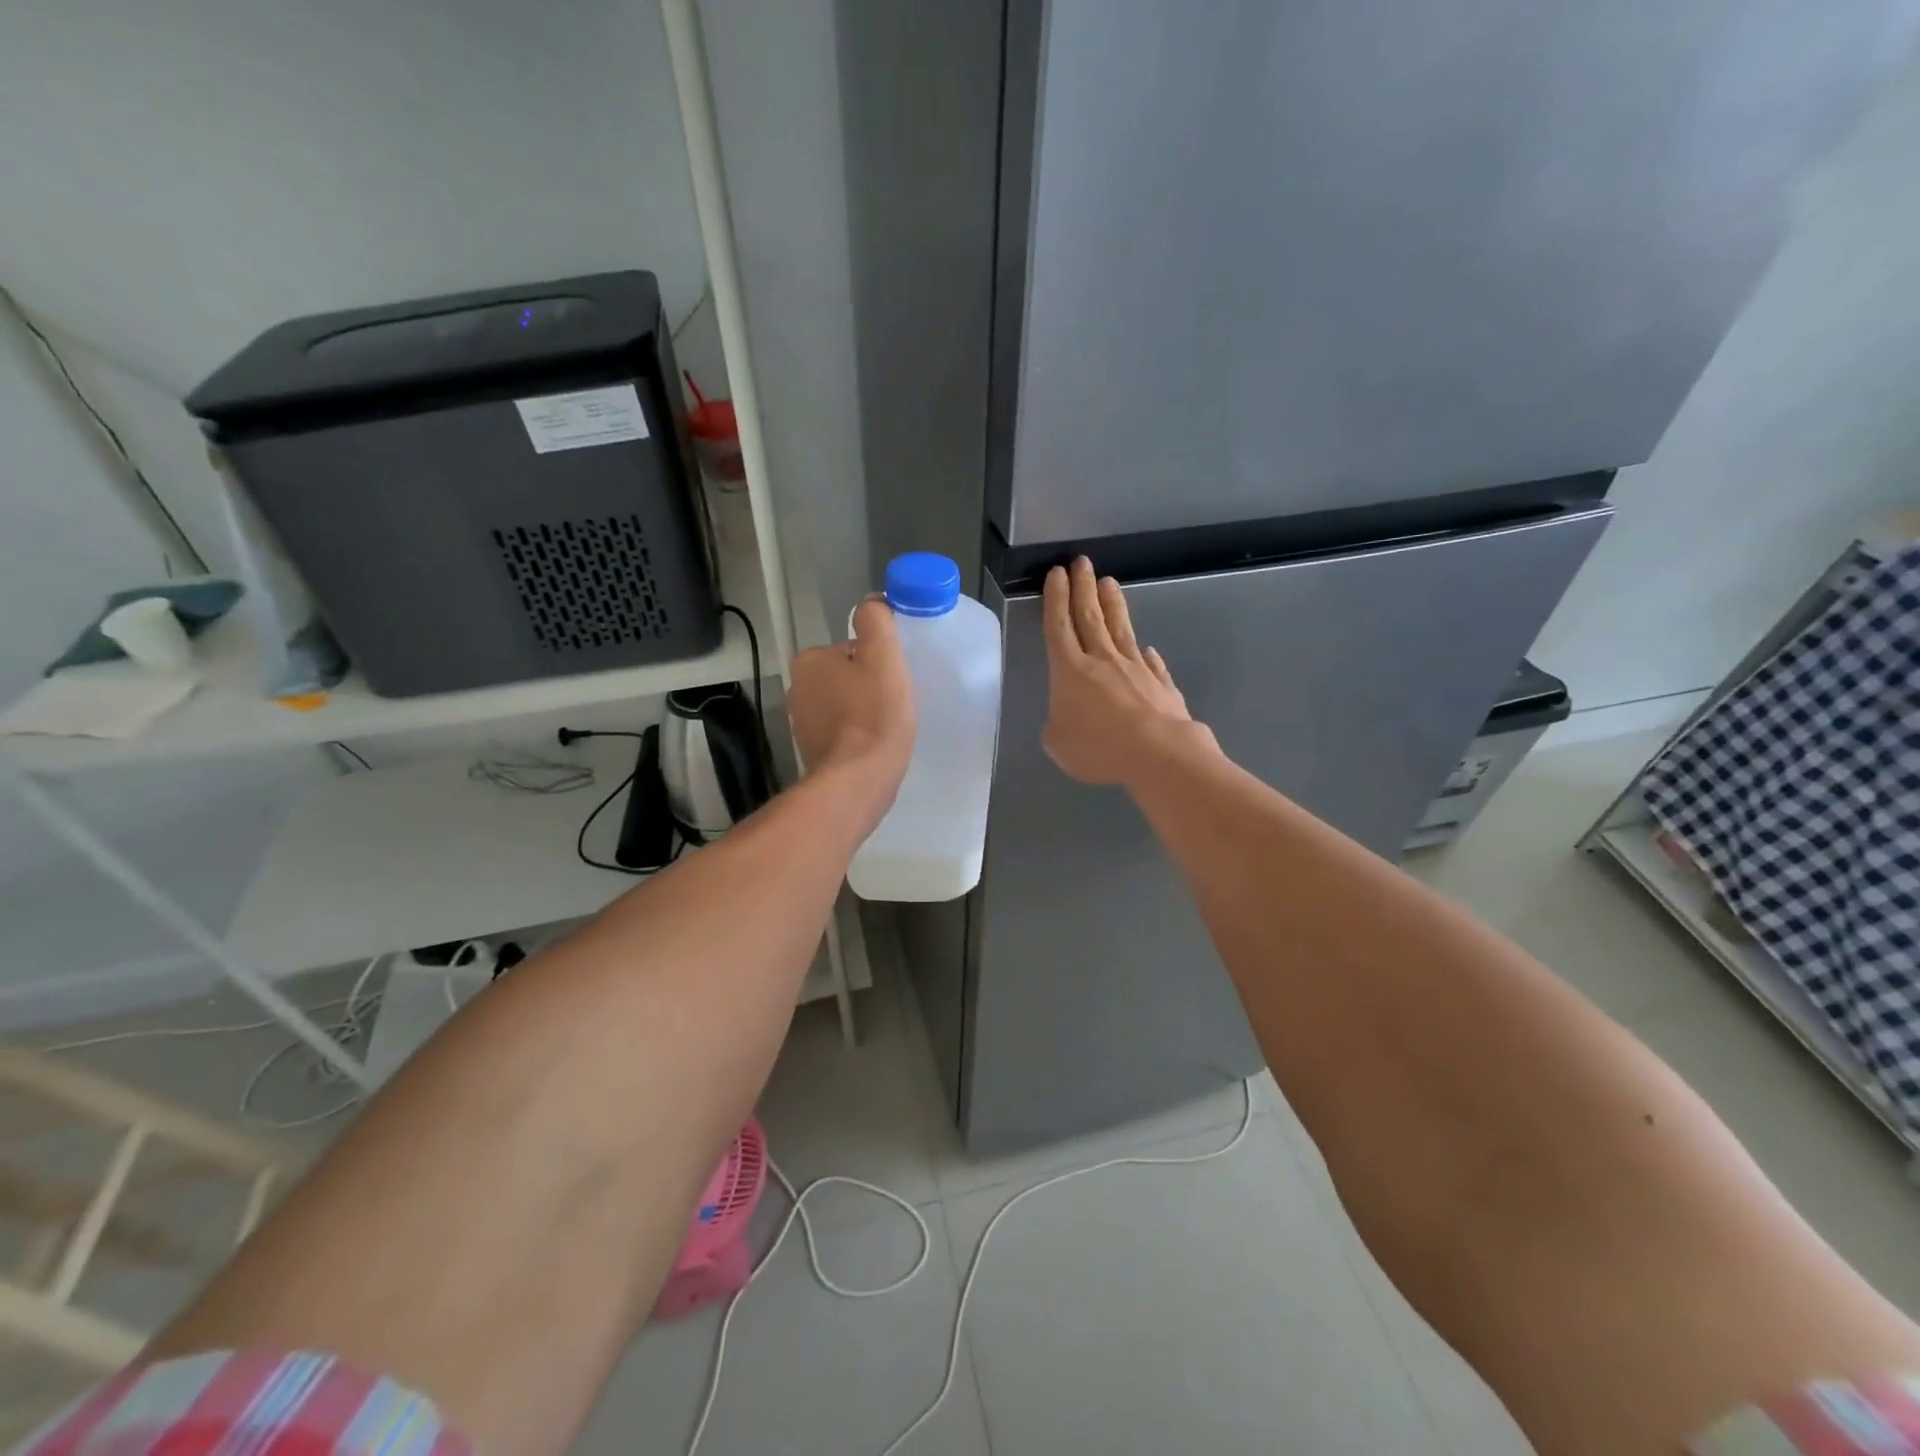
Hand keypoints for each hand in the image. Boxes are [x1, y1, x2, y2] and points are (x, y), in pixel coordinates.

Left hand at [788, 596, 916, 806]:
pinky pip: (843, 733)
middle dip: (869, 687)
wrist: (859, 781)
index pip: (851, 649)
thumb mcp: (882, 655)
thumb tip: (872, 603)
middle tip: (894, 704)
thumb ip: (876, 621)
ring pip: (845, 706)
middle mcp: (798, 689)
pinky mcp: (814, 753)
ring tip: (887, 728)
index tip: (893, 680)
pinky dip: (859, 736)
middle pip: (846, 677)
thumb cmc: (874, 715)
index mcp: (809, 661)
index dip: (878, 662)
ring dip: (865, 712)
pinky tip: (875, 747)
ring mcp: (803, 724)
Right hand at [1042, 557, 1206, 785]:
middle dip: (1083, 587)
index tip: (1057, 574)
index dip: (1056, 599)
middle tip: (1082, 562)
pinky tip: (1147, 649)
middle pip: (1089, 616)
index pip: (1059, 626)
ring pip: (1121, 629)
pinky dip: (1147, 655)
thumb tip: (1069, 714)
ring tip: (1109, 582)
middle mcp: (1102, 660)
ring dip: (1113, 604)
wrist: (1157, 753)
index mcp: (1070, 670)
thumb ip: (1058, 724)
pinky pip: (1151, 663)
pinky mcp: (1161, 684)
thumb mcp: (1058, 743)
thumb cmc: (1098, 748)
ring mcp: (1135, 668)